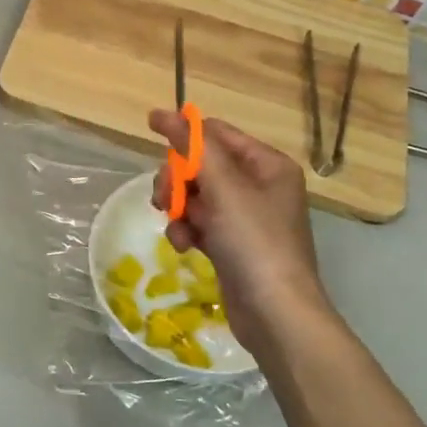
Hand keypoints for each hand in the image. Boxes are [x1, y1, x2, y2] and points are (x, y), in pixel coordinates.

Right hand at [149, 110, 334, 357]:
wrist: (275, 313)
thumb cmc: (254, 242)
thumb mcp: (224, 187)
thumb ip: (193, 147)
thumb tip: (164, 113)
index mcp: (267, 165)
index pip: (218, 133)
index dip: (185, 131)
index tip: (150, 129)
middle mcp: (258, 186)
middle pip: (201, 165)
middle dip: (178, 179)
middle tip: (165, 197)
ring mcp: (244, 217)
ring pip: (195, 195)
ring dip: (178, 208)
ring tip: (177, 228)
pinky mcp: (231, 244)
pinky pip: (198, 223)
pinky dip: (186, 231)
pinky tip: (184, 246)